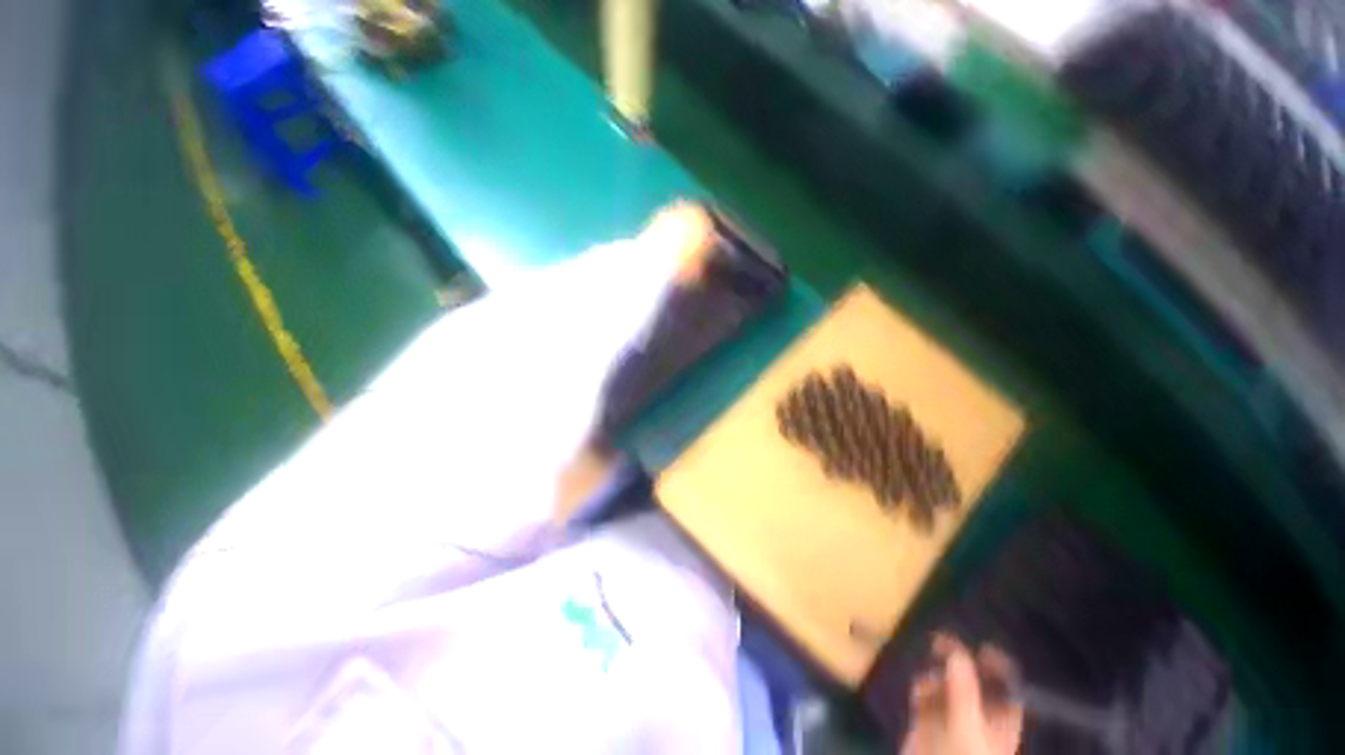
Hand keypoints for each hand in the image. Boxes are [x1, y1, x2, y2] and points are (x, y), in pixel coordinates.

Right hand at [900, 634, 1023, 754]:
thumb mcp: (967, 727)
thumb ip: (964, 690)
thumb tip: (958, 652)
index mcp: (1001, 724)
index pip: (1007, 689)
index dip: (998, 668)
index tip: (982, 647)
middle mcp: (978, 719)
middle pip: (973, 682)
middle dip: (959, 662)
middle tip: (942, 642)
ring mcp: (951, 720)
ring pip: (946, 686)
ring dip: (937, 677)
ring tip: (930, 681)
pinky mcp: (926, 723)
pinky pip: (925, 697)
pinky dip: (921, 689)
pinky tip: (918, 694)